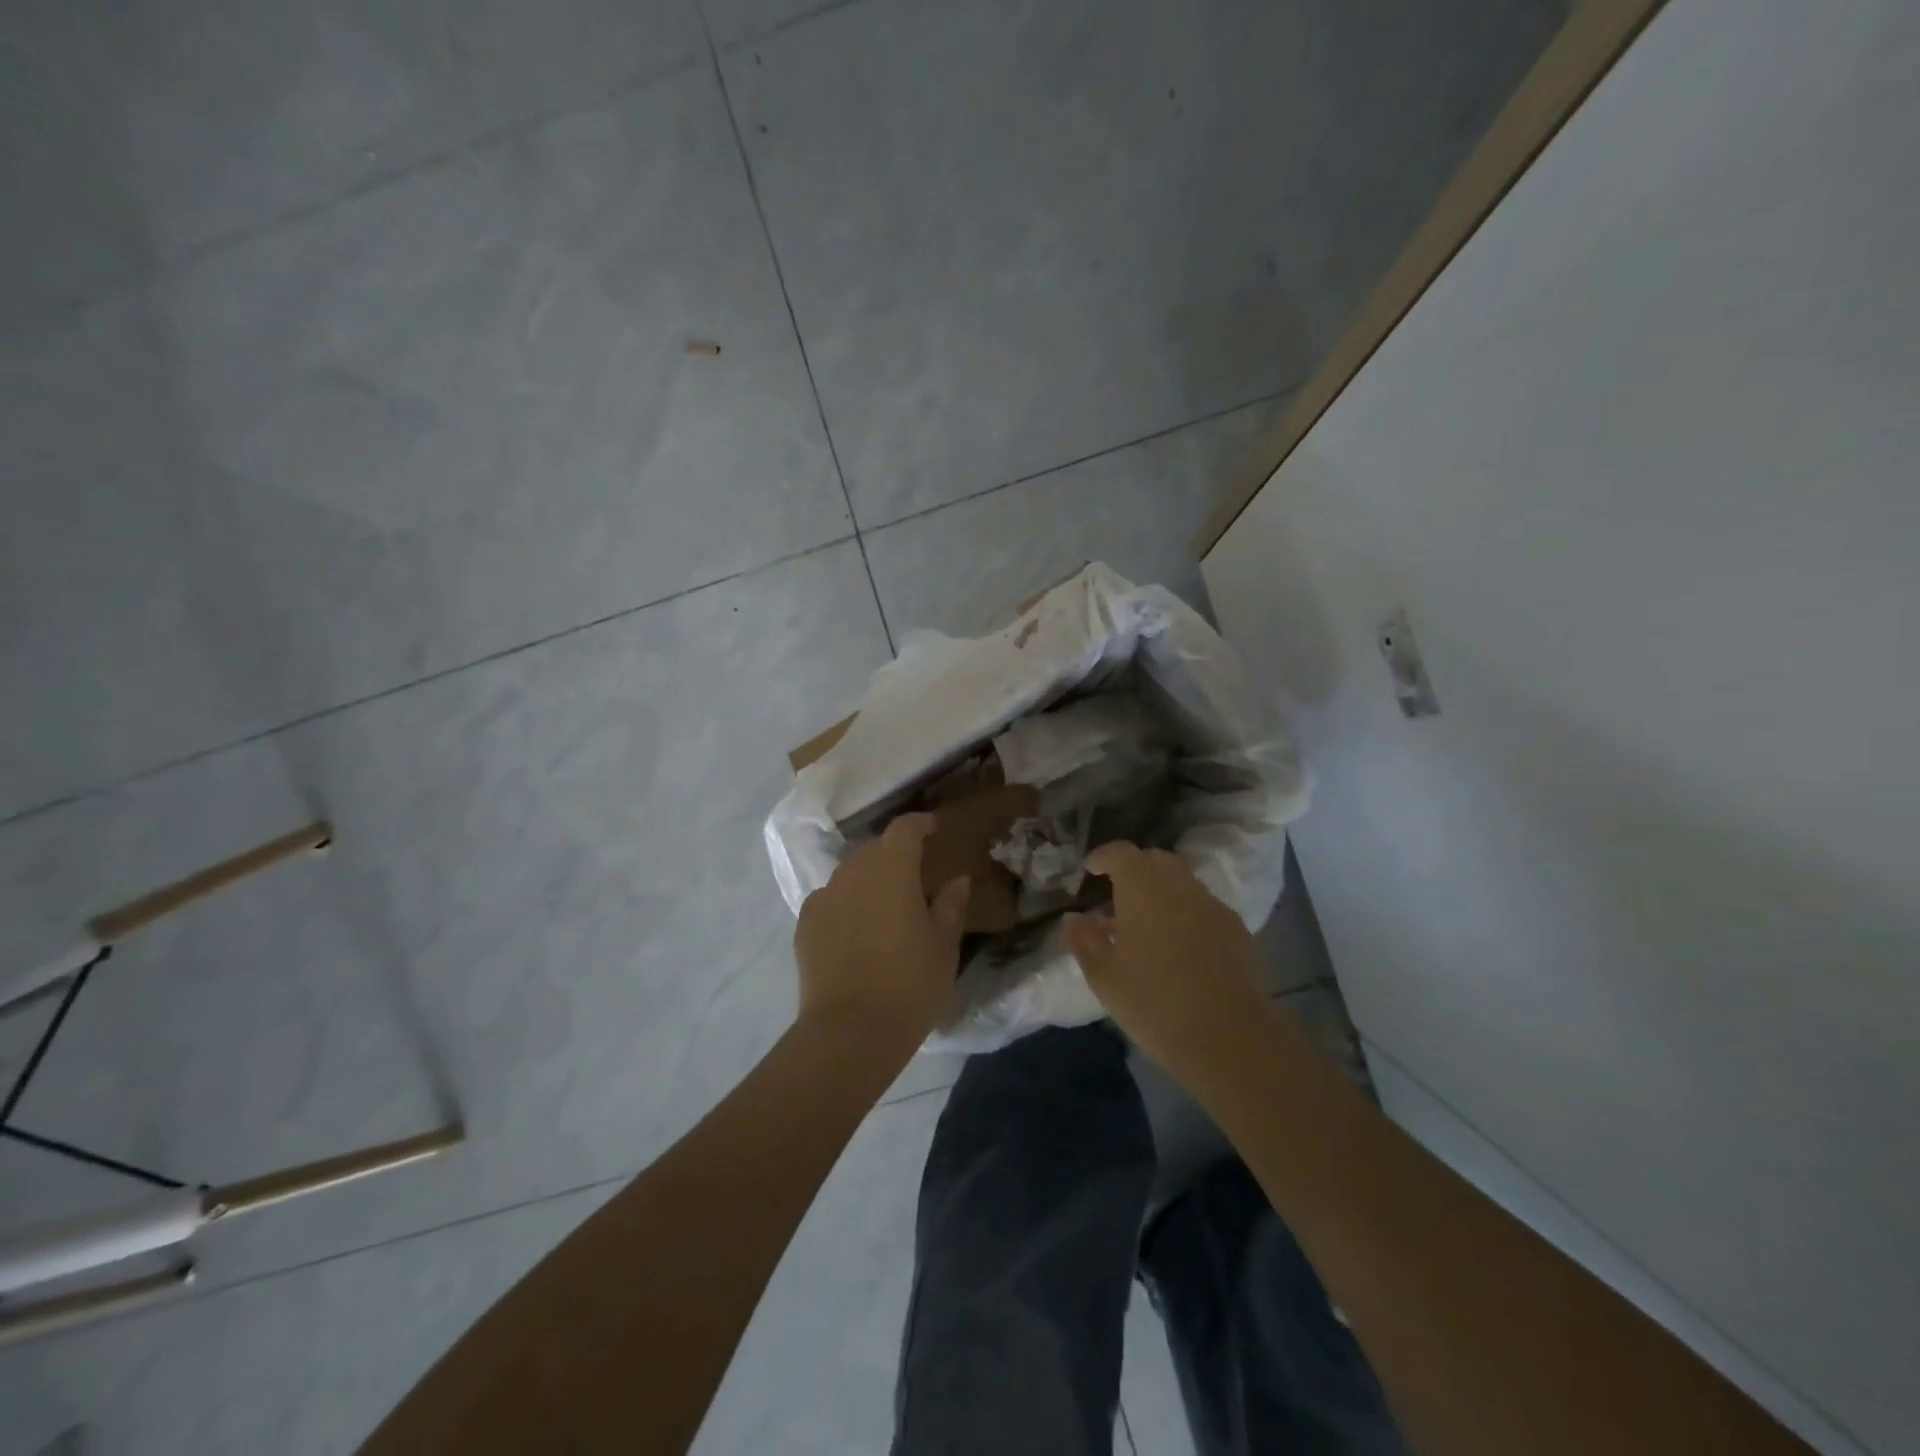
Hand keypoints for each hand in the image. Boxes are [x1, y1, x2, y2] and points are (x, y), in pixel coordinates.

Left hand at [794, 813, 970, 1053]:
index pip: (904, 829)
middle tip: (915, 878)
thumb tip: (957, 880)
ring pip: (851, 874)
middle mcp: (854, 871)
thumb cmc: (910, 984)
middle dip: (895, 855)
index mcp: (892, 869)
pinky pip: (830, 900)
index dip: (920, 824)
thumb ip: (951, 905)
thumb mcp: (944, 946)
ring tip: (885, 906)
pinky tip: (856, 930)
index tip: (934, 829)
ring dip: (869, 879)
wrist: (850, 1032)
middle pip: (876, 849)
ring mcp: (824, 896)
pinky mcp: (805, 923)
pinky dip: (846, 904)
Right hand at [1063, 842, 1269, 1084]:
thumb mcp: (1104, 976)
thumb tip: (1074, 917)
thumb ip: (1084, 939)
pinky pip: (1202, 905)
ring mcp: (1211, 904)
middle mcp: (1179, 885)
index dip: (1102, 856)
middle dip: (1134, 869)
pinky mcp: (1236, 928)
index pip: (1120, 853)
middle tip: (1116, 894)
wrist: (1229, 1038)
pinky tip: (1178, 943)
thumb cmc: (1154, 1003)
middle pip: (1155, 860)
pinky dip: (1185, 910)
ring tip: (1146, 921)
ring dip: (1161, 889)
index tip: (1089, 869)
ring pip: (1182, 881)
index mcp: (1142, 888)